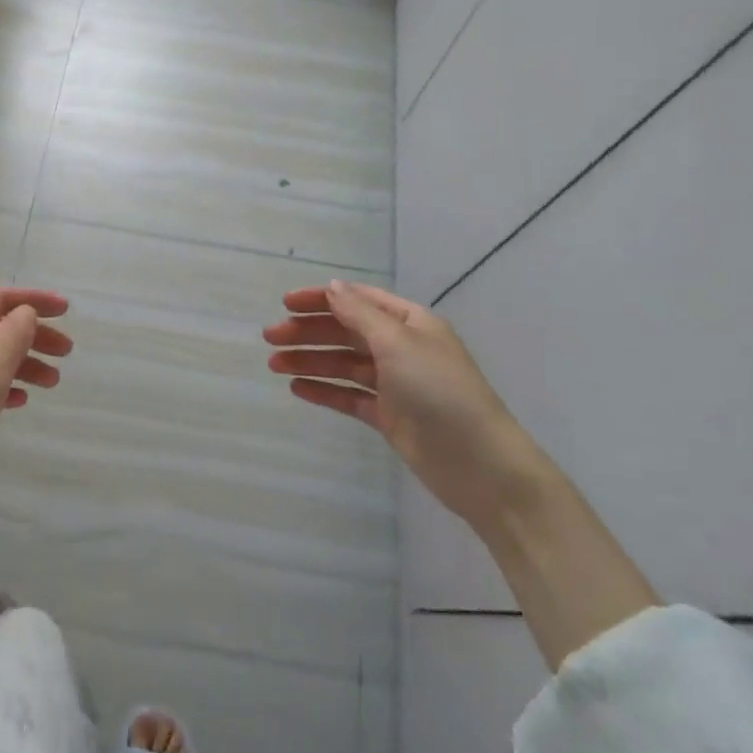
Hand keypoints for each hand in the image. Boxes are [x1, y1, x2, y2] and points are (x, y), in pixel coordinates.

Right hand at [263, 280, 541, 530]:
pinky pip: (349, 396)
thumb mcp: (398, 344)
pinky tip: (297, 388)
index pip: (358, 300)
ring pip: (343, 364)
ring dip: (310, 360)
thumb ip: (360, 314)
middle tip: (270, 338)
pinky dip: (324, 390)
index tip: (285, 304)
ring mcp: (395, 384)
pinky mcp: (389, 416)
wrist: (481, 466)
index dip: (321, 299)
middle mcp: (401, 347)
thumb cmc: (441, 392)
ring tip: (274, 364)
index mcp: (409, 322)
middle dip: (309, 331)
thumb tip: (331, 286)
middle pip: (346, 331)